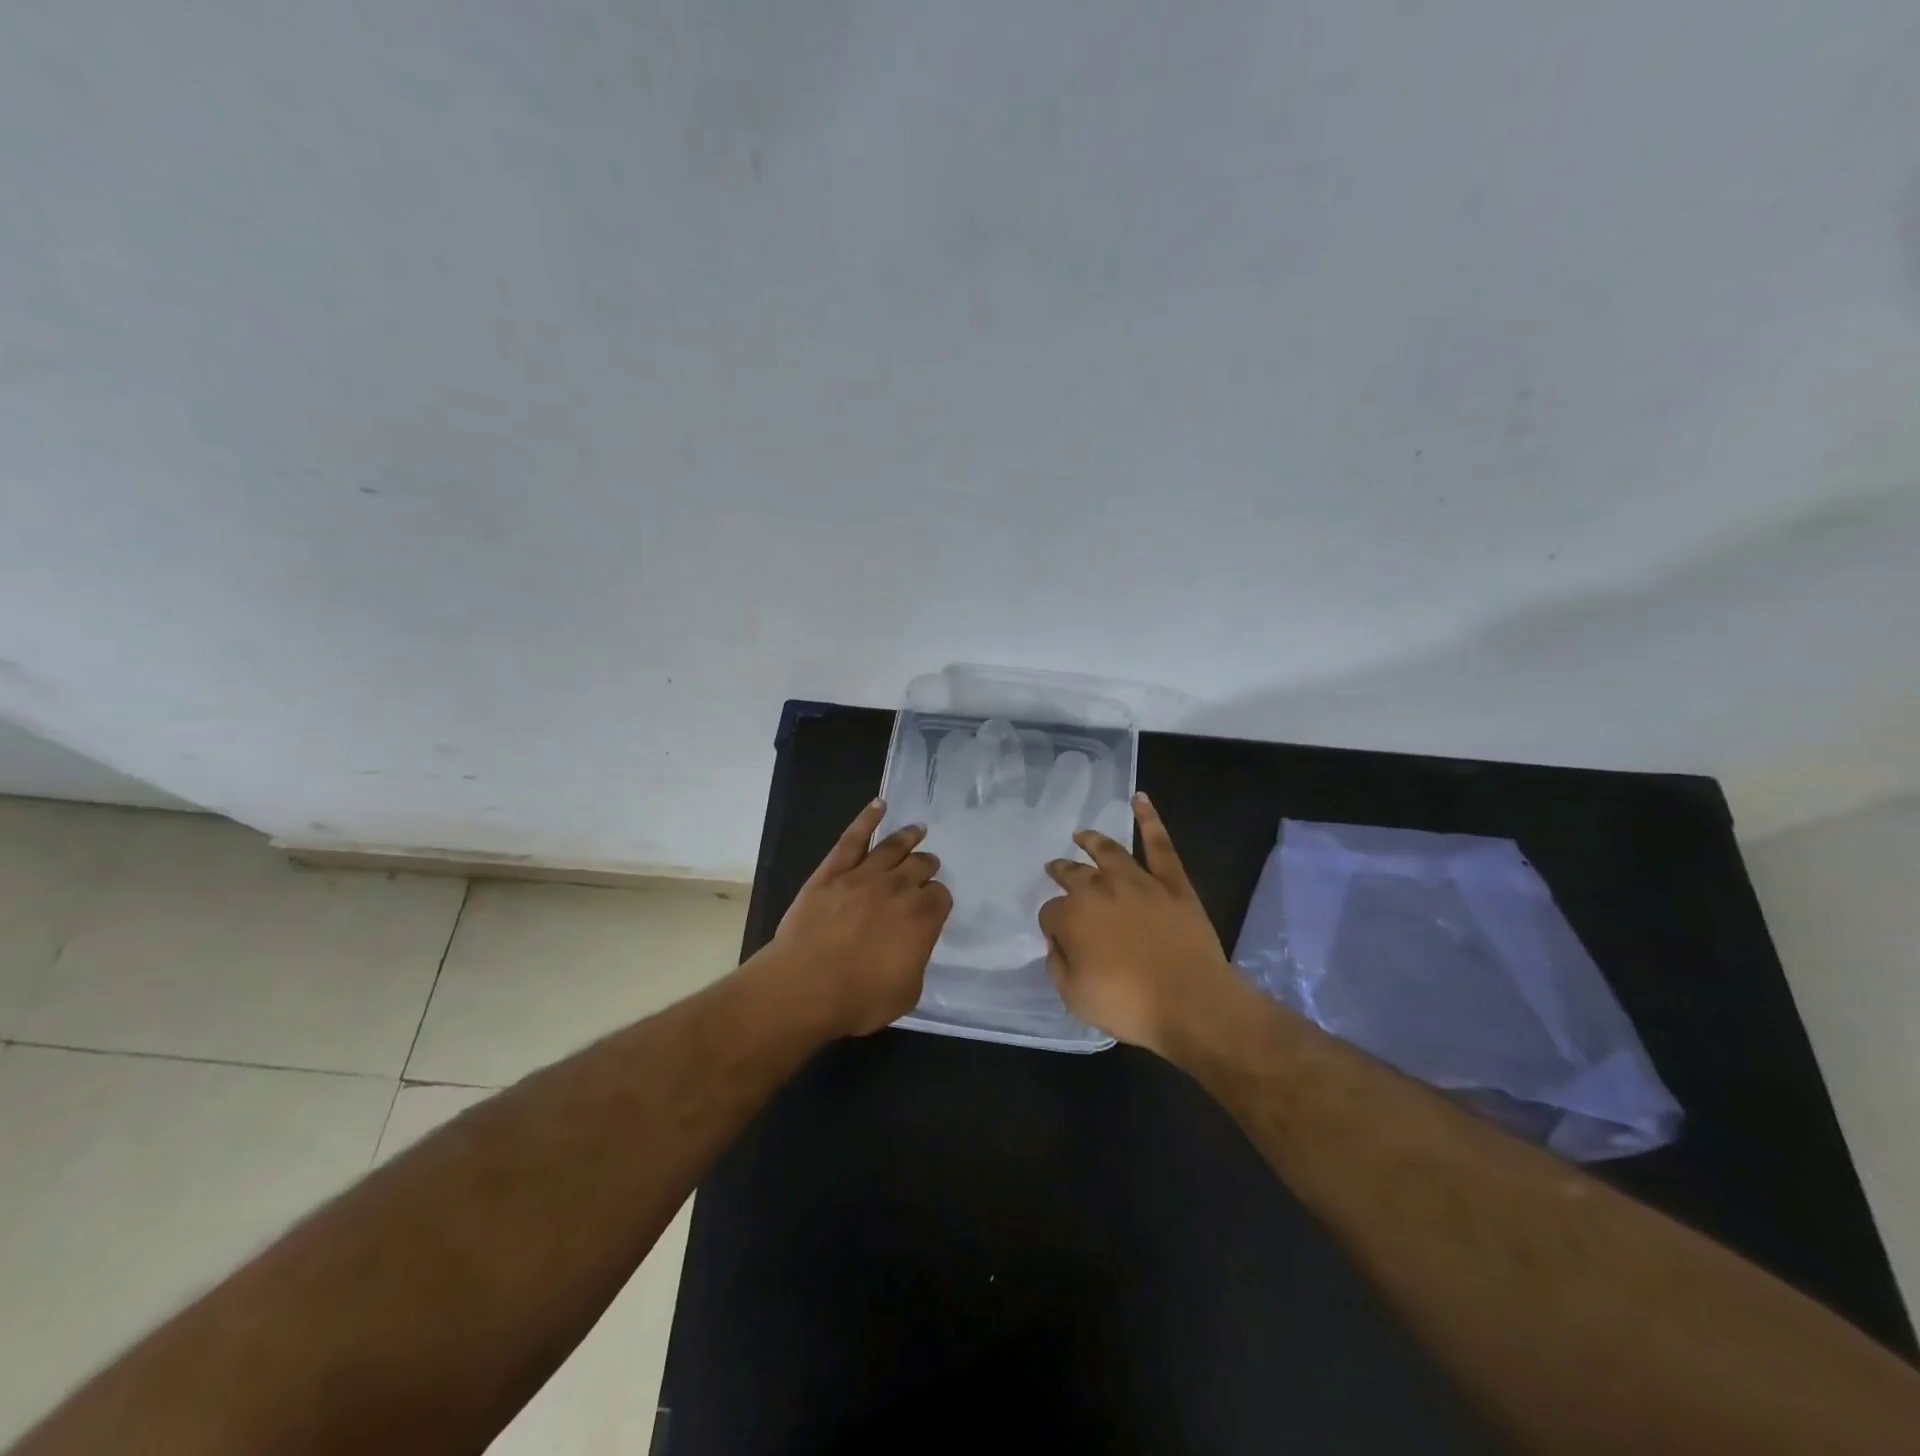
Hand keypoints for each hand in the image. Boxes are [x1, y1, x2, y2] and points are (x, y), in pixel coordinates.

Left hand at [765, 799, 952, 1037]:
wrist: (805, 986)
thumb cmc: (858, 998)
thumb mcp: (906, 992)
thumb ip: (916, 960)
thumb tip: (912, 945)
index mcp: (923, 917)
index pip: (940, 897)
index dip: (937, 900)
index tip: (933, 905)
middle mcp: (898, 888)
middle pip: (920, 866)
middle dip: (927, 866)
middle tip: (928, 866)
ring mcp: (864, 875)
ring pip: (893, 847)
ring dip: (909, 837)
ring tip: (918, 829)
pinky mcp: (832, 871)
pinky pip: (853, 838)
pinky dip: (867, 818)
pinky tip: (879, 805)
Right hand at [1039, 793, 1243, 1055]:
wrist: (1191, 1003)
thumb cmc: (1129, 1005)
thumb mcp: (1074, 996)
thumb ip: (1058, 964)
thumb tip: (1059, 942)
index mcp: (1072, 916)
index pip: (1050, 912)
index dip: (1052, 924)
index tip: (1058, 937)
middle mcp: (1099, 890)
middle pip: (1073, 874)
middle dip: (1062, 871)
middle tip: (1055, 868)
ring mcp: (1138, 881)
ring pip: (1110, 852)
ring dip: (1093, 840)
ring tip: (1082, 834)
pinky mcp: (1172, 882)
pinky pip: (1159, 845)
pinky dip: (1150, 820)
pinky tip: (1140, 800)